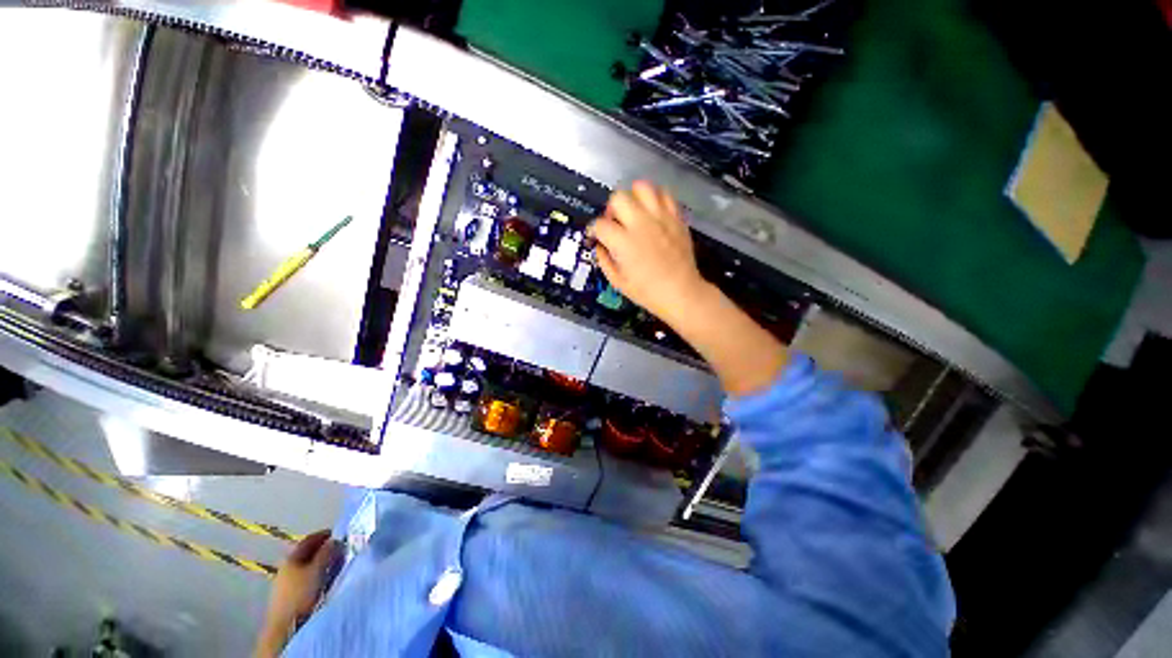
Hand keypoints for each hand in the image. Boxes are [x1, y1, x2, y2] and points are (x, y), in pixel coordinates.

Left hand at [255, 530, 338, 656]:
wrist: (285, 625)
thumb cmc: (301, 593)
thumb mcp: (317, 570)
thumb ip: (327, 552)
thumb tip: (336, 539)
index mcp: (292, 557)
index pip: (310, 539)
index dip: (325, 534)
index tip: (340, 533)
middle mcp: (287, 566)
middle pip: (308, 553)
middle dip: (324, 549)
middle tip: (340, 549)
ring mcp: (286, 581)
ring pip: (307, 566)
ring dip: (322, 563)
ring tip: (336, 564)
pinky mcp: (289, 595)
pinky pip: (306, 577)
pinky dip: (317, 574)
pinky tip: (325, 579)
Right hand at [588, 181, 709, 324]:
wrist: (681, 292)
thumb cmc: (647, 292)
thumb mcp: (618, 282)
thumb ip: (604, 260)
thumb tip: (600, 245)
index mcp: (623, 242)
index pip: (600, 224)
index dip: (594, 230)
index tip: (596, 236)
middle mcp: (640, 223)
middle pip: (618, 198)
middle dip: (611, 209)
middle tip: (615, 222)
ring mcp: (661, 218)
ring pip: (642, 187)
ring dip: (633, 197)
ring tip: (634, 211)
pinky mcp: (676, 217)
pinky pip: (665, 194)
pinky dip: (655, 198)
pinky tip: (652, 211)